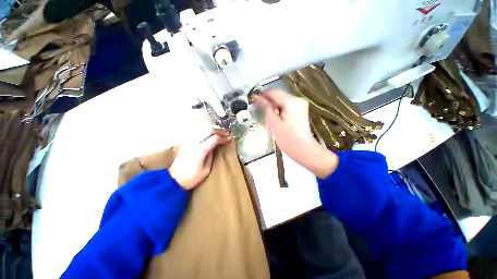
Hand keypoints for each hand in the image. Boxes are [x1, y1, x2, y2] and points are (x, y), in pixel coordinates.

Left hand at [169, 129, 230, 189]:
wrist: (174, 179)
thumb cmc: (192, 177)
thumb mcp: (206, 169)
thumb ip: (211, 155)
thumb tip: (216, 146)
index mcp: (201, 150)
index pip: (215, 138)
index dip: (223, 138)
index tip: (229, 139)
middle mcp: (194, 142)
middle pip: (209, 131)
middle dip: (219, 131)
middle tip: (226, 133)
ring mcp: (189, 141)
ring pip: (203, 130)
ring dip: (213, 130)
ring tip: (220, 133)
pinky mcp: (186, 142)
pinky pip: (198, 133)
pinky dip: (206, 132)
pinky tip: (210, 135)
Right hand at [255, 89, 338, 177]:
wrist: (304, 150)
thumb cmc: (288, 139)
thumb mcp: (274, 123)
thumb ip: (266, 108)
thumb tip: (257, 97)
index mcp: (291, 102)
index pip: (274, 92)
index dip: (263, 95)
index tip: (254, 100)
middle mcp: (298, 99)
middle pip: (278, 97)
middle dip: (269, 105)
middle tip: (263, 118)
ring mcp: (300, 105)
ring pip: (281, 103)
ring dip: (273, 111)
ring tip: (269, 124)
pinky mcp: (300, 111)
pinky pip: (286, 108)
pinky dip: (279, 113)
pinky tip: (276, 123)